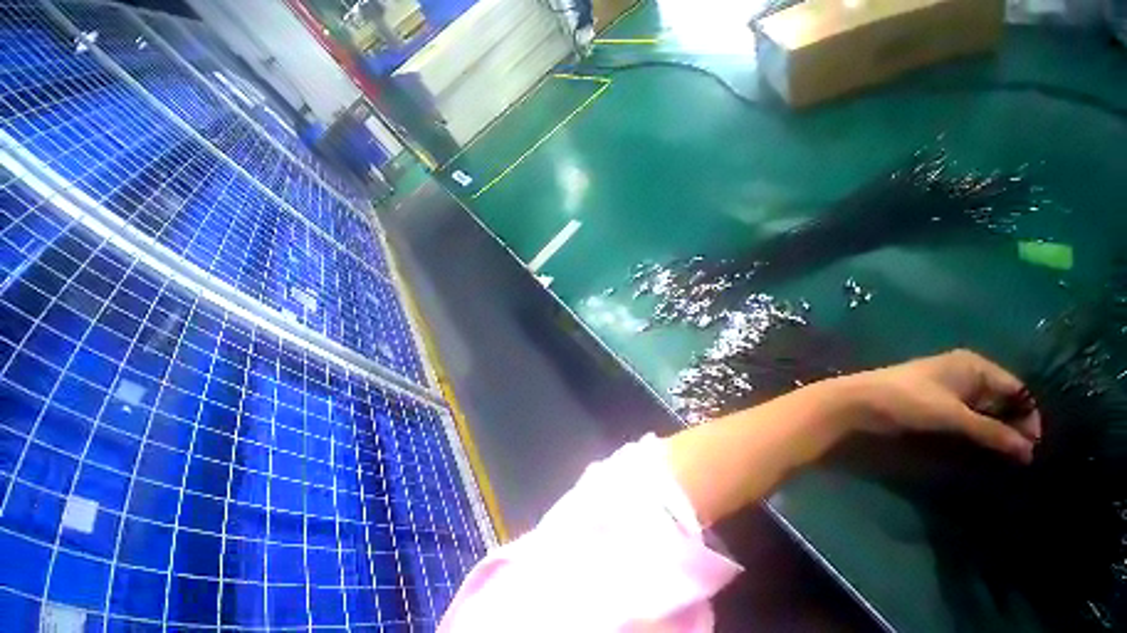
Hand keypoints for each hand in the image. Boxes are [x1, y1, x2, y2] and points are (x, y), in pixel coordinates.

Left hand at [843, 349, 1041, 462]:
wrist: (857, 400)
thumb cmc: (908, 400)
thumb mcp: (955, 416)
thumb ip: (993, 432)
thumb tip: (1029, 452)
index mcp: (973, 365)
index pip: (1017, 389)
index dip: (1029, 417)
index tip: (1033, 447)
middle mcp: (964, 371)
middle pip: (1002, 399)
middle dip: (1013, 425)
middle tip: (1020, 455)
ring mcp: (948, 385)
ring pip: (984, 409)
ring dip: (995, 429)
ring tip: (1005, 454)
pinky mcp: (933, 400)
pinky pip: (966, 414)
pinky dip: (976, 429)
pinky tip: (981, 445)